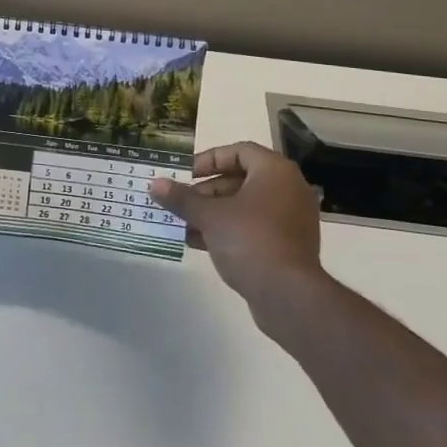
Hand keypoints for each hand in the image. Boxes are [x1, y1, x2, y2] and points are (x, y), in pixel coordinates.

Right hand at [149, 142, 326, 305]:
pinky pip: (255, 227)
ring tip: (184, 224)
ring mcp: (292, 219)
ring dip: (214, 212)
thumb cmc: (249, 240)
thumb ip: (182, 198)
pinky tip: (200, 243)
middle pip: (241, 179)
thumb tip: (155, 184)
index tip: (186, 174)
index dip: (209, 160)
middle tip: (182, 202)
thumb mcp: (209, 216)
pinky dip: (230, 230)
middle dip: (207, 191)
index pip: (239, 151)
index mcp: (275, 171)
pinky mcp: (289, 245)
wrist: (288, 295)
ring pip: (246, 206)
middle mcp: (288, 189)